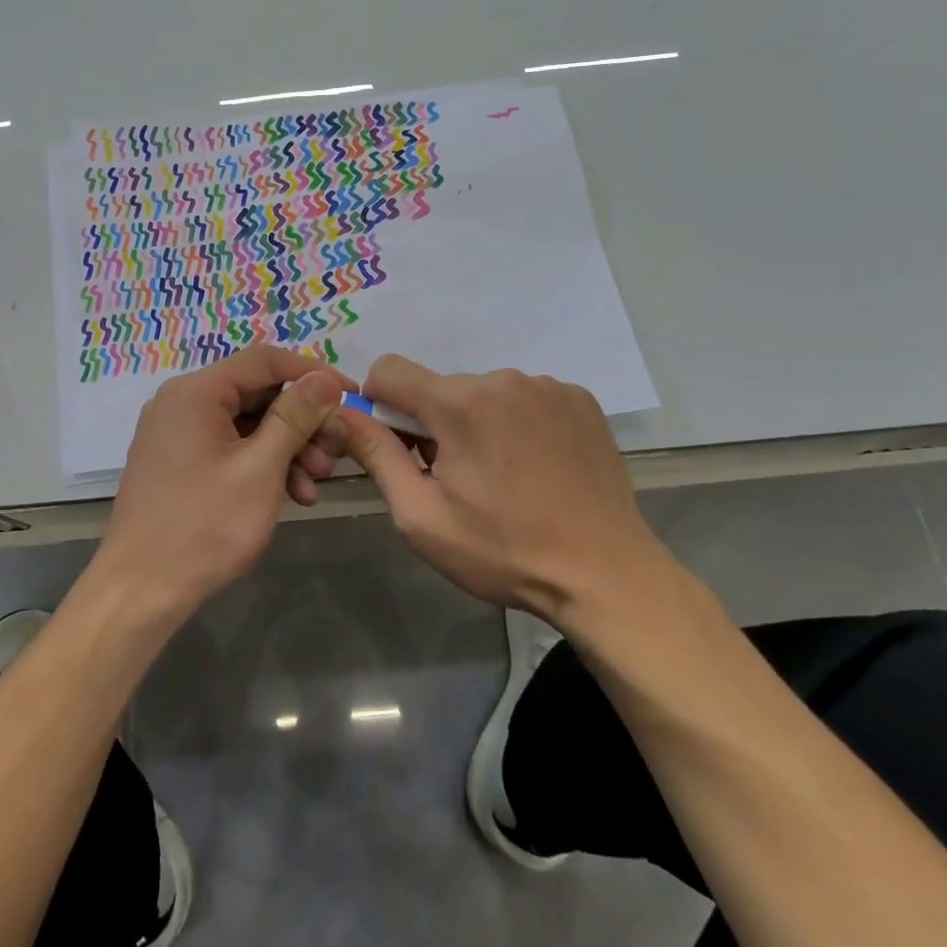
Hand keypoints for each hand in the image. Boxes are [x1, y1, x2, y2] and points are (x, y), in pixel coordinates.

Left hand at [98, 346, 351, 620]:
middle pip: (257, 393)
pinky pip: (230, 448)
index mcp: (195, 392)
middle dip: (302, 422)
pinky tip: (292, 495)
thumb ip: (294, 417)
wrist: (140, 591)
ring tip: (316, 484)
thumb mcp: (260, 469)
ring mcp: (177, 434)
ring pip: (247, 424)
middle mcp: (182, 402)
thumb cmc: (204, 526)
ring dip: (287, 448)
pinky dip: (262, 465)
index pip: (264, 360)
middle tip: (336, 451)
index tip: (351, 395)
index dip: (312, 373)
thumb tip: (324, 379)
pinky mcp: (179, 463)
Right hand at [336, 356, 693, 636]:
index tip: (396, 446)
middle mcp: (502, 379)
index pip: (389, 370)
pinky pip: (526, 398)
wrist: (606, 576)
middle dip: (433, 423)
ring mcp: (548, 386)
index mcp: (459, 403)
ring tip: (501, 478)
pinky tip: (536, 467)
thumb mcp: (421, 515)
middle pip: (439, 387)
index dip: (378, 404)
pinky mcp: (581, 400)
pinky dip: (517, 423)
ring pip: (483, 393)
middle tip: (455, 479)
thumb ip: (375, 455)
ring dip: (476, 423)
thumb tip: (340, 414)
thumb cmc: (503, 551)